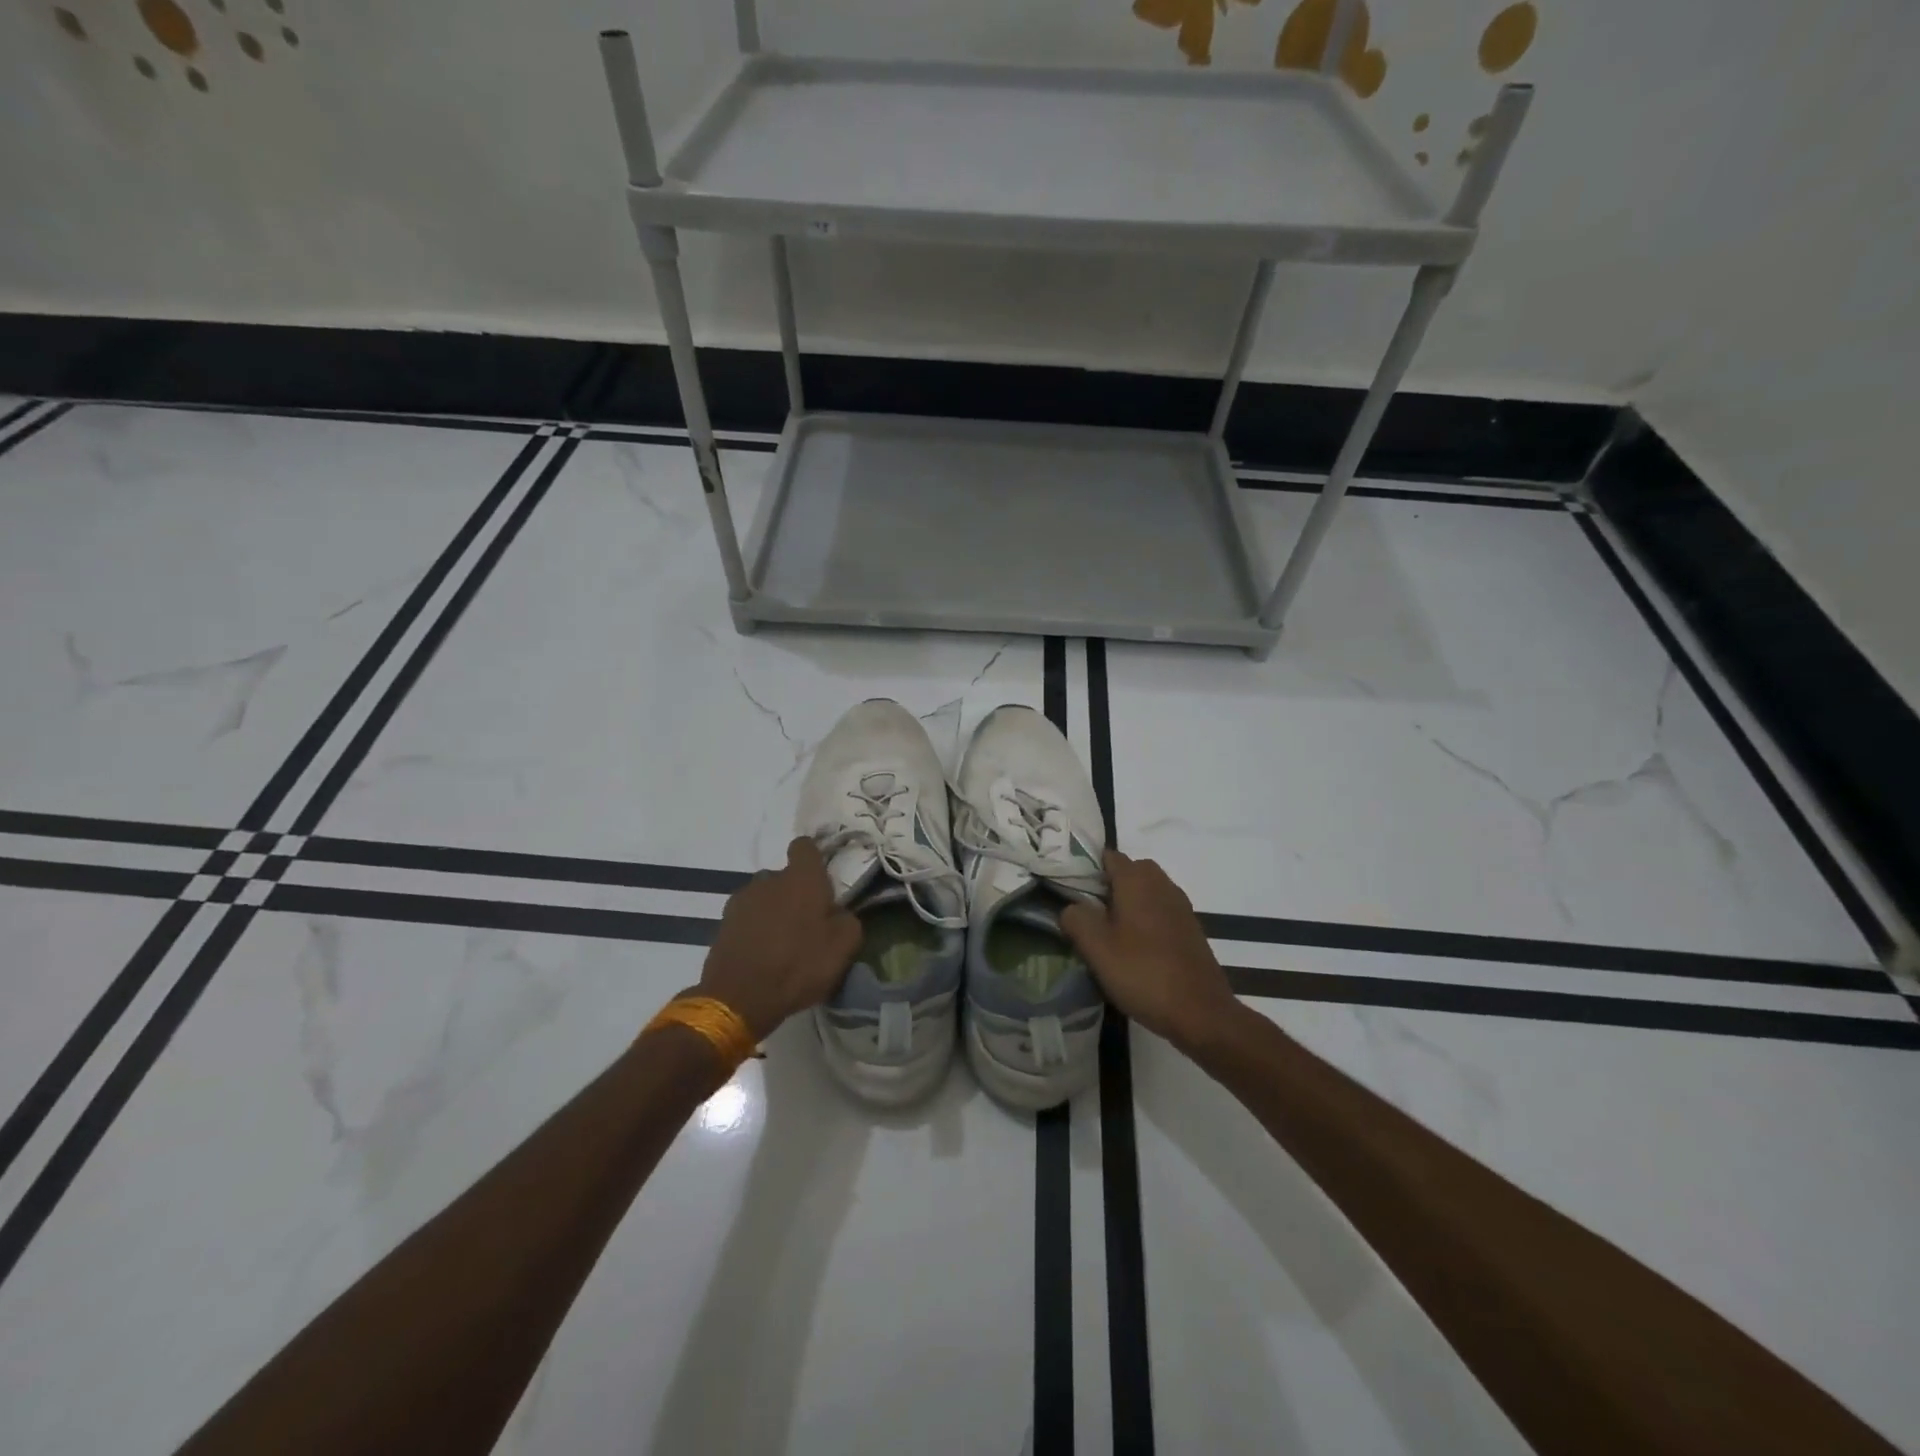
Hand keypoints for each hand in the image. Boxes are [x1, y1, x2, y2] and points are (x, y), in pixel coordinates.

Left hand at [696, 837, 861, 1041]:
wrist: (739, 998)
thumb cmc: (799, 965)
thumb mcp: (844, 947)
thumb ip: (848, 920)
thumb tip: (839, 913)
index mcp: (802, 878)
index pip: (805, 846)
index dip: (814, 858)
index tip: (822, 879)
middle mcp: (769, 879)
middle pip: (785, 876)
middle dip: (795, 893)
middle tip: (807, 923)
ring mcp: (742, 900)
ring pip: (764, 896)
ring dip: (773, 911)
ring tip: (782, 942)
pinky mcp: (723, 922)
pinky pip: (747, 917)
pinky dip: (755, 929)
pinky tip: (762, 954)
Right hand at [1060, 850, 1238, 1052]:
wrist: (1200, 1012)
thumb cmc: (1142, 973)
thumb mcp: (1096, 948)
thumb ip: (1076, 918)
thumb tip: (1072, 907)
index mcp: (1137, 880)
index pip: (1109, 856)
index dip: (1088, 868)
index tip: (1071, 890)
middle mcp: (1162, 884)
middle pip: (1131, 871)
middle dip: (1110, 885)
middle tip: (1090, 913)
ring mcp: (1181, 906)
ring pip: (1148, 892)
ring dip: (1130, 904)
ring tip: (1110, 933)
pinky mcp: (1191, 929)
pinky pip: (1162, 911)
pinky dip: (1147, 920)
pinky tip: (1137, 949)